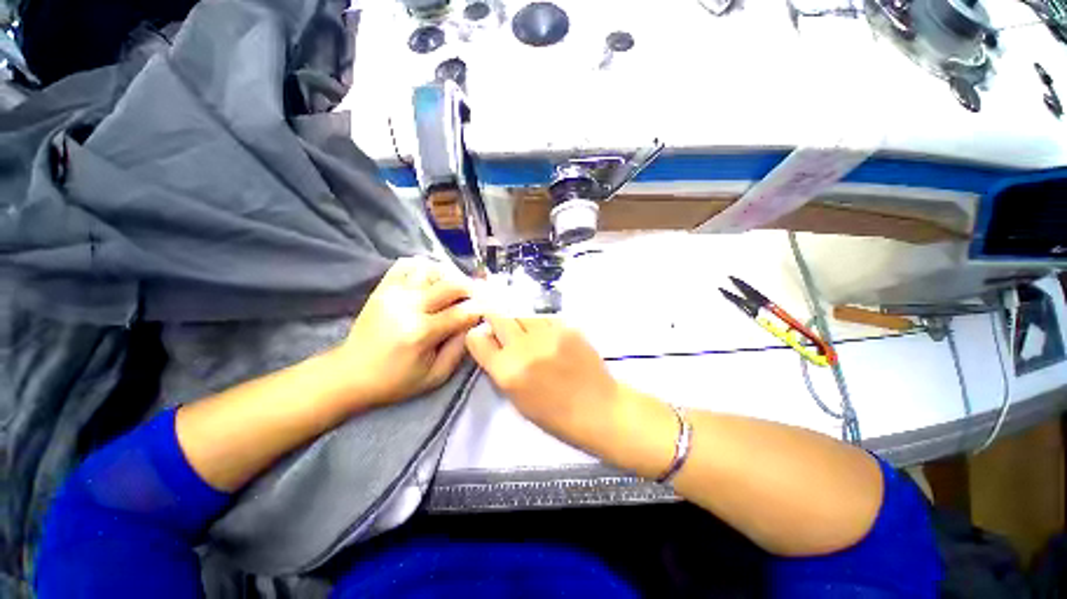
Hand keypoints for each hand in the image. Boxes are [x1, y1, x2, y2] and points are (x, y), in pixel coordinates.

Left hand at [335, 257, 480, 405]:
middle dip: (471, 289)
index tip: (489, 309)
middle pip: (451, 284)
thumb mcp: (436, 375)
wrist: (350, 373)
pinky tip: (431, 280)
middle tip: (477, 297)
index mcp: (422, 333)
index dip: (480, 309)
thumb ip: (460, 348)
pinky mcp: (383, 288)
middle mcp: (408, 307)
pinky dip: (424, 267)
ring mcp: (393, 293)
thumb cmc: (396, 380)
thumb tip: (474, 322)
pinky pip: (407, 265)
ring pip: (432, 269)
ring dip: (449, 277)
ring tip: (454, 289)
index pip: (462, 312)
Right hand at [464, 315, 626, 448]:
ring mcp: (546, 334)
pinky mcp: (566, 326)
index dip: (478, 336)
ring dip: (519, 320)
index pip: (477, 339)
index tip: (485, 337)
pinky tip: (548, 335)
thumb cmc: (554, 413)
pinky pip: (544, 316)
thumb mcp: (516, 398)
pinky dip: (541, 323)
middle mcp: (523, 348)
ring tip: (528, 332)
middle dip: (495, 319)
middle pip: (498, 316)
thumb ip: (500, 368)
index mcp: (507, 372)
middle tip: (501, 324)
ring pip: (521, 312)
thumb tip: (491, 342)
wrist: (597, 407)